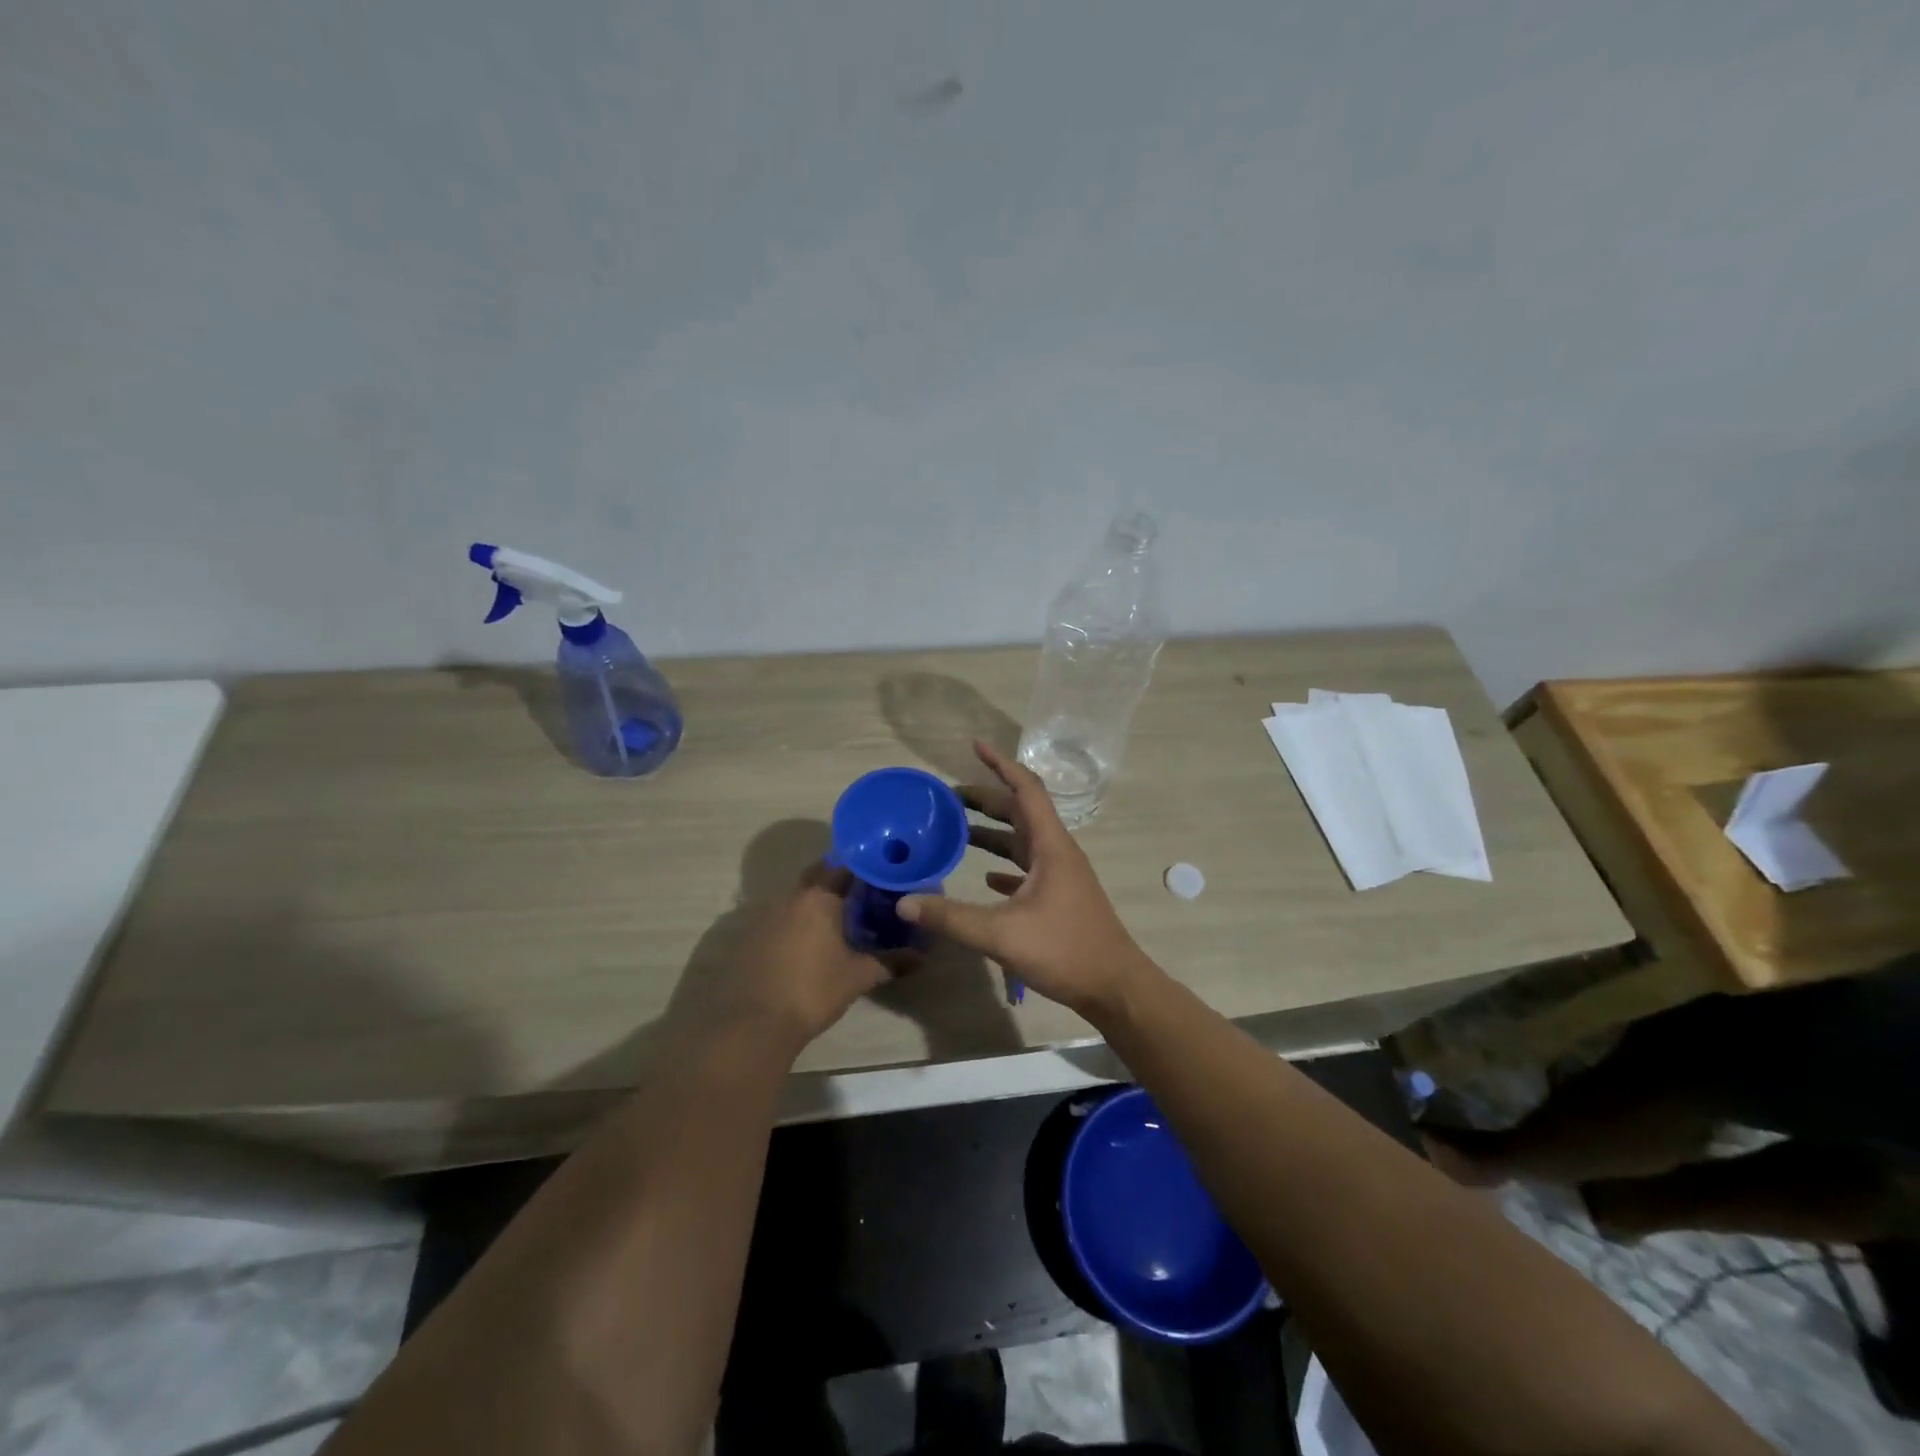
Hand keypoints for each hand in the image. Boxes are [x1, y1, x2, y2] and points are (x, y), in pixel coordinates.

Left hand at [672, 864, 892, 1055]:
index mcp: (818, 896)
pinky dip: (796, 921)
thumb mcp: (858, 976)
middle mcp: (790, 897)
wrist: (754, 1023)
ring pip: (797, 896)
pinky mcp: (750, 936)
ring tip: (839, 918)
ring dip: (816, 901)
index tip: (880, 873)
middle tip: (863, 894)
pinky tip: (808, 941)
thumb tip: (922, 958)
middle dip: (839, 880)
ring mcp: (765, 915)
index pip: (844, 865)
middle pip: (818, 875)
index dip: (863, 866)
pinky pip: (780, 917)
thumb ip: (890, 962)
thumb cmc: (812, 990)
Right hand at [898, 741, 1154, 1020]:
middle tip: (949, 797)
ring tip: (958, 830)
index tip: (975, 746)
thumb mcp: (1002, 935)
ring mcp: (1060, 876)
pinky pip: (1027, 870)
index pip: (1026, 789)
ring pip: (1022, 841)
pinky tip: (985, 877)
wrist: (1114, 987)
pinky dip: (1005, 866)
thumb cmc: (1065, 950)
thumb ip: (951, 918)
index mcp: (1050, 846)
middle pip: (1021, 812)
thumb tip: (904, 902)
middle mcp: (1057, 853)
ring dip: (993, 832)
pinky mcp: (1059, 899)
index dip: (1001, 764)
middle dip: (987, 799)